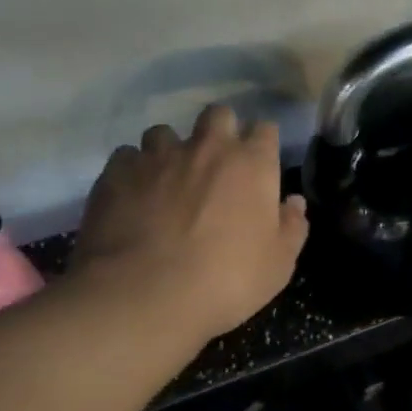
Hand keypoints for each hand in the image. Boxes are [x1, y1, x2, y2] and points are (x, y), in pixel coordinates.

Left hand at [71, 105, 307, 341]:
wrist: (145, 295)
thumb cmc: (226, 280)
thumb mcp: (278, 265)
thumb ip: (291, 227)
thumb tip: (294, 203)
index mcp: (251, 164)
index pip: (265, 130)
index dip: (262, 144)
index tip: (259, 165)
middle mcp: (206, 148)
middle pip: (217, 115)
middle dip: (220, 131)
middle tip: (216, 165)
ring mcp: (158, 156)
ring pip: (166, 132)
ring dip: (171, 151)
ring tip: (167, 180)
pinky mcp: (117, 172)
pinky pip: (127, 157)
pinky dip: (133, 172)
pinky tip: (133, 197)